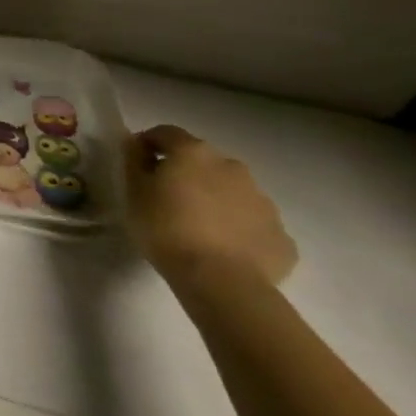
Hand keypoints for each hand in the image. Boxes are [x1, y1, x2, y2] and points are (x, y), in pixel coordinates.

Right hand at [126, 125, 296, 295]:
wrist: (222, 282)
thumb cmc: (166, 229)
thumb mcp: (133, 191)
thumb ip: (133, 161)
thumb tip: (135, 144)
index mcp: (194, 152)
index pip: (166, 133)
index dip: (148, 143)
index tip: (137, 163)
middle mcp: (232, 167)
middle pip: (203, 162)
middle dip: (187, 173)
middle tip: (168, 198)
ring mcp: (263, 202)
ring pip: (232, 192)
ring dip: (215, 200)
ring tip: (198, 227)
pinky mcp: (281, 236)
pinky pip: (253, 224)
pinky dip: (238, 229)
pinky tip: (224, 250)